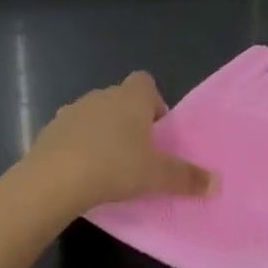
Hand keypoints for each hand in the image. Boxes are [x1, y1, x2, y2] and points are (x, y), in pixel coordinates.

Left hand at [24, 72, 215, 212]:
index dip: (153, 103)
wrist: (55, 178)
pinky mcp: (50, 129)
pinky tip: (81, 171)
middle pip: (120, 99)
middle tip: (136, 153)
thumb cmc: (115, 166)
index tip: (156, 131)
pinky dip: (78, 145)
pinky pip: (71, 132)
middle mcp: (102, 95)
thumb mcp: (157, 176)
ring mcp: (73, 110)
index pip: (145, 82)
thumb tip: (217, 184)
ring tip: (108, 164)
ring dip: (102, 131)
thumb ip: (186, 177)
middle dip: (129, 120)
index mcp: (131, 98)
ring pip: (94, 114)